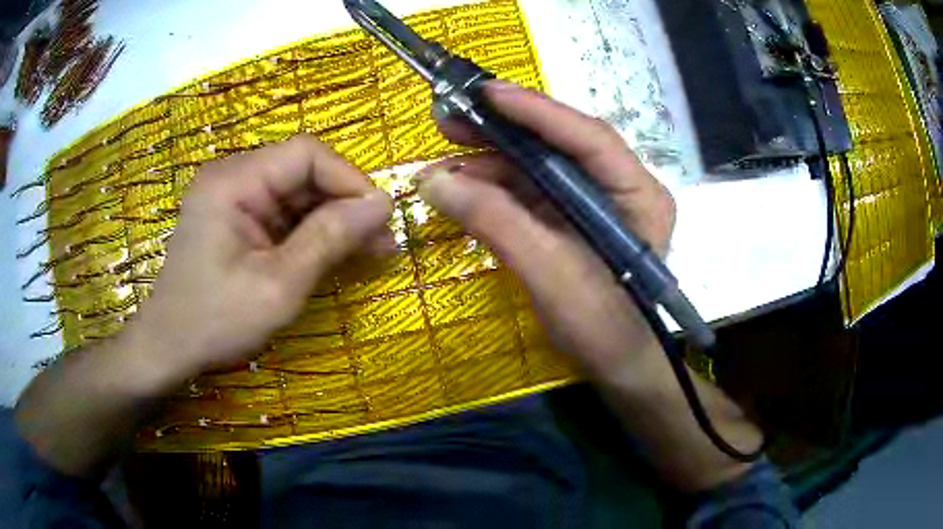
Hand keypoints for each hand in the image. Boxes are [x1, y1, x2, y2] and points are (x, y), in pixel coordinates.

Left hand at [127, 135, 393, 383]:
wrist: (169, 348)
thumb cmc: (216, 321)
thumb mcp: (278, 286)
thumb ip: (329, 239)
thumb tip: (383, 204)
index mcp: (232, 182)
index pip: (305, 154)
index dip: (349, 179)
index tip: (380, 219)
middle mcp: (231, 176)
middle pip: (302, 170)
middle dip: (344, 203)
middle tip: (382, 243)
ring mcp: (231, 196)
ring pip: (296, 192)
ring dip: (332, 219)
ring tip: (368, 251)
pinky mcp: (234, 216)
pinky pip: (281, 212)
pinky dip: (310, 231)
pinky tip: (333, 253)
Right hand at [417, 81, 675, 382]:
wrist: (617, 368)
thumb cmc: (602, 328)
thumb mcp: (550, 275)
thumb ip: (497, 223)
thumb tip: (433, 181)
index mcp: (638, 193)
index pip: (589, 138)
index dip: (536, 111)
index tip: (486, 94)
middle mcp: (620, 187)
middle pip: (560, 144)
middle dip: (503, 132)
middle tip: (450, 119)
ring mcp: (595, 202)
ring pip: (540, 167)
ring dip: (490, 164)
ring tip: (441, 166)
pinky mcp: (572, 220)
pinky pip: (531, 193)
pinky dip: (494, 191)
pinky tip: (461, 190)